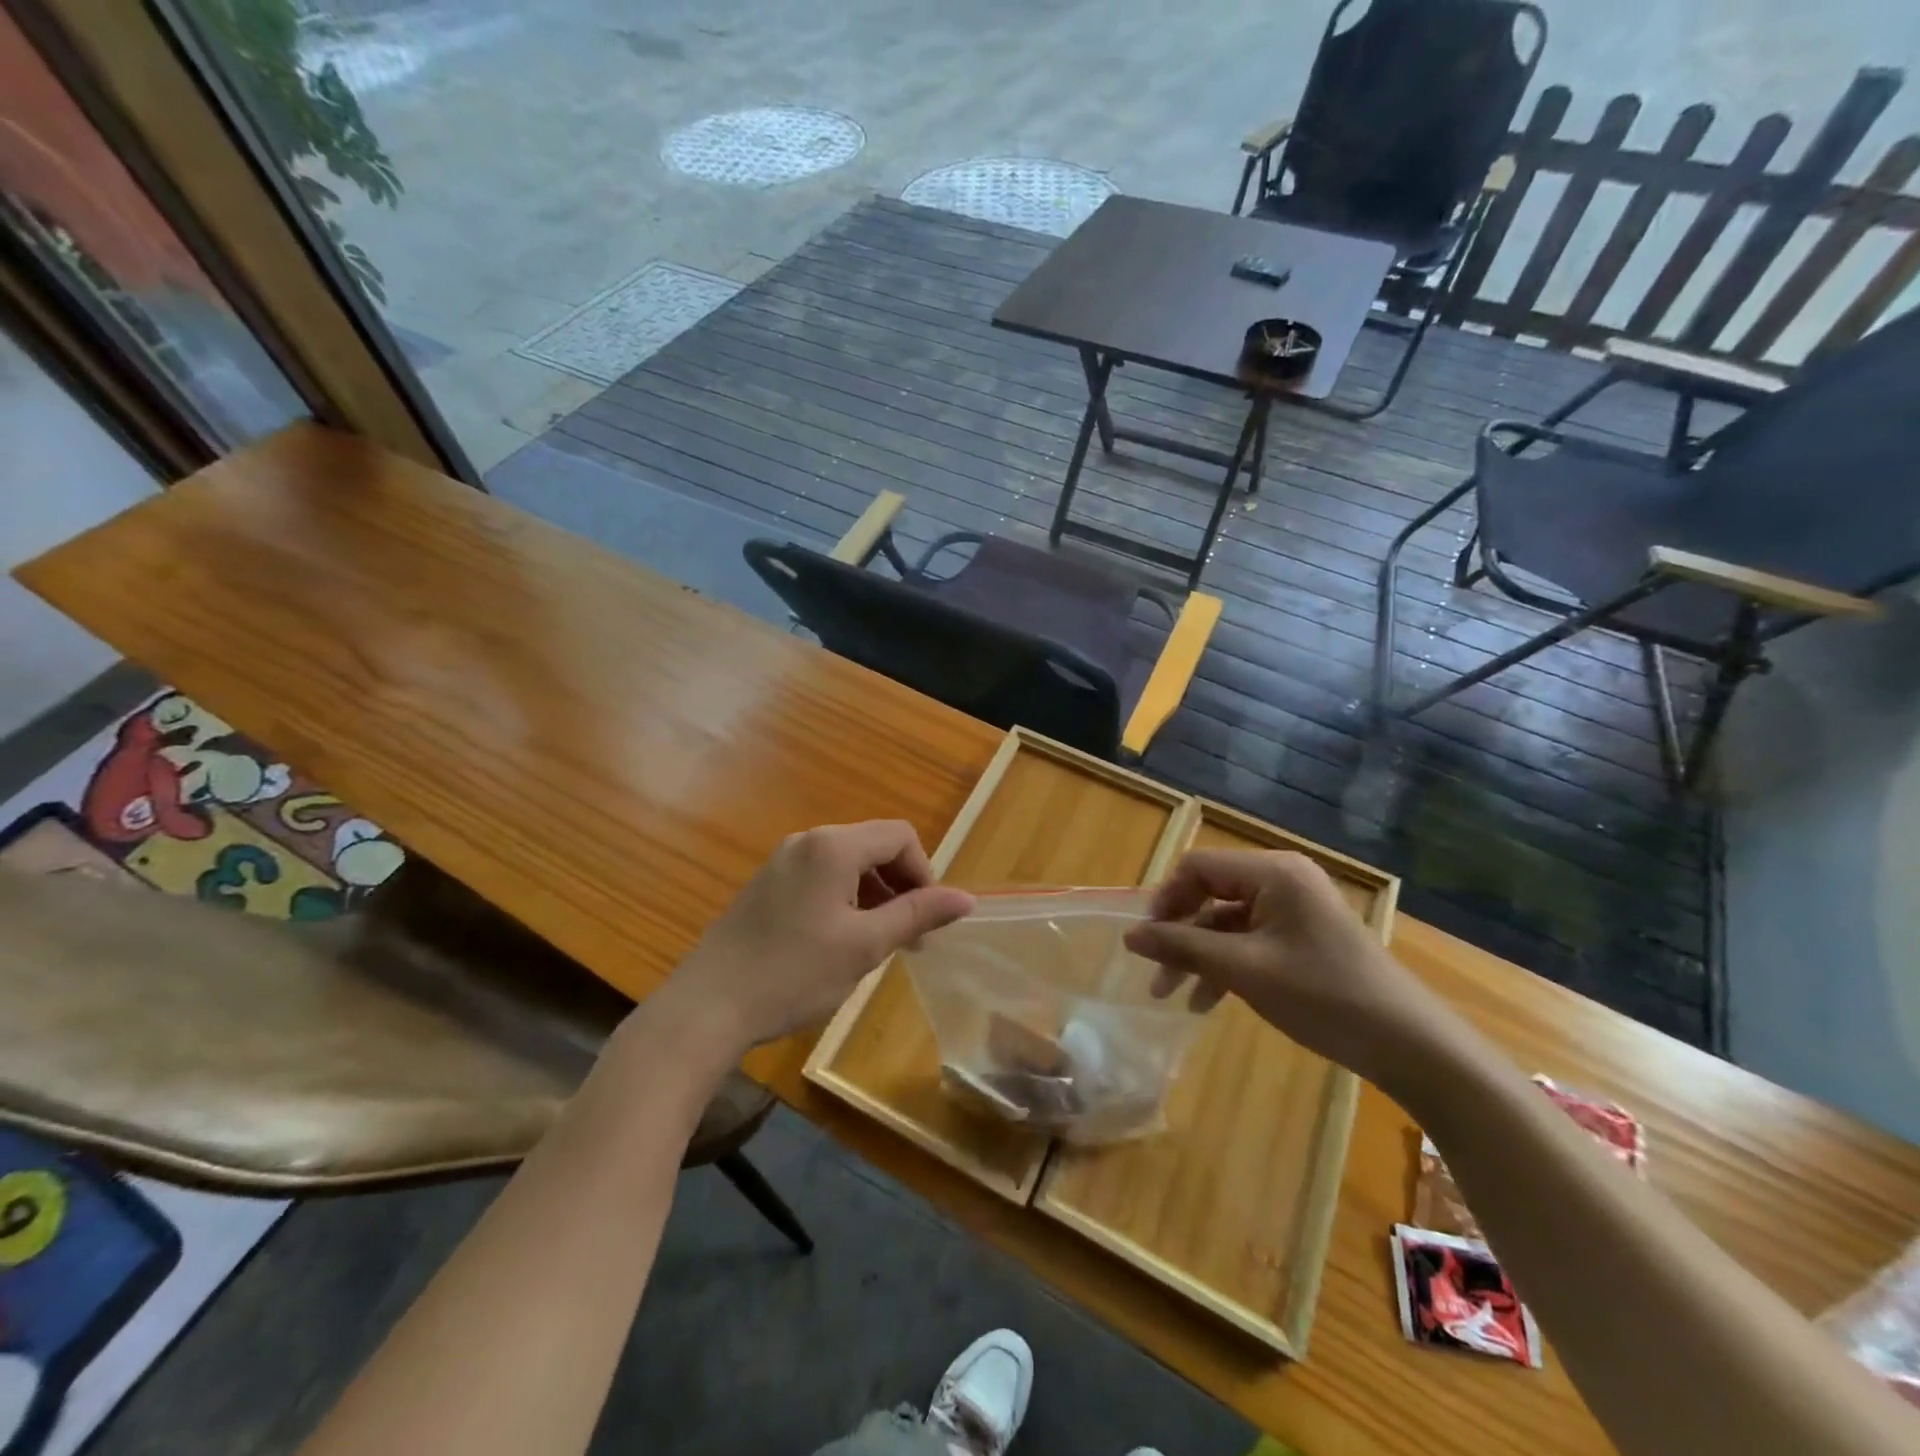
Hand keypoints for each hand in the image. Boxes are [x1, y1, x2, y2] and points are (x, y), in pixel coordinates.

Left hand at [660, 821, 973, 1053]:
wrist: (706, 1008)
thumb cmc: (793, 974)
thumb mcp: (865, 946)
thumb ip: (917, 914)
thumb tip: (966, 898)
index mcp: (833, 846)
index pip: (900, 836)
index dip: (925, 873)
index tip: (927, 921)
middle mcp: (807, 841)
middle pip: (874, 846)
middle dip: (900, 886)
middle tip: (909, 939)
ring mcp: (782, 861)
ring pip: (847, 864)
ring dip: (874, 896)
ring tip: (878, 945)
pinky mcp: (766, 885)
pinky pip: (821, 878)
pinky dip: (844, 900)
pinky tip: (839, 943)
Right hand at [1123, 849, 1451, 1085]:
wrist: (1409, 1044)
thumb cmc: (1323, 996)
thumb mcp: (1244, 971)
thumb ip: (1183, 948)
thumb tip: (1130, 936)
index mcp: (1273, 872)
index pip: (1197, 868)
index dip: (1165, 901)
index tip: (1145, 942)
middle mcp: (1282, 879)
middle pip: (1210, 893)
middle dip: (1179, 934)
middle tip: (1155, 974)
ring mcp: (1294, 908)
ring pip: (1226, 921)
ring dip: (1198, 954)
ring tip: (1174, 996)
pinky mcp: (1302, 936)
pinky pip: (1249, 939)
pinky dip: (1226, 964)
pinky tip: (1208, 1001)